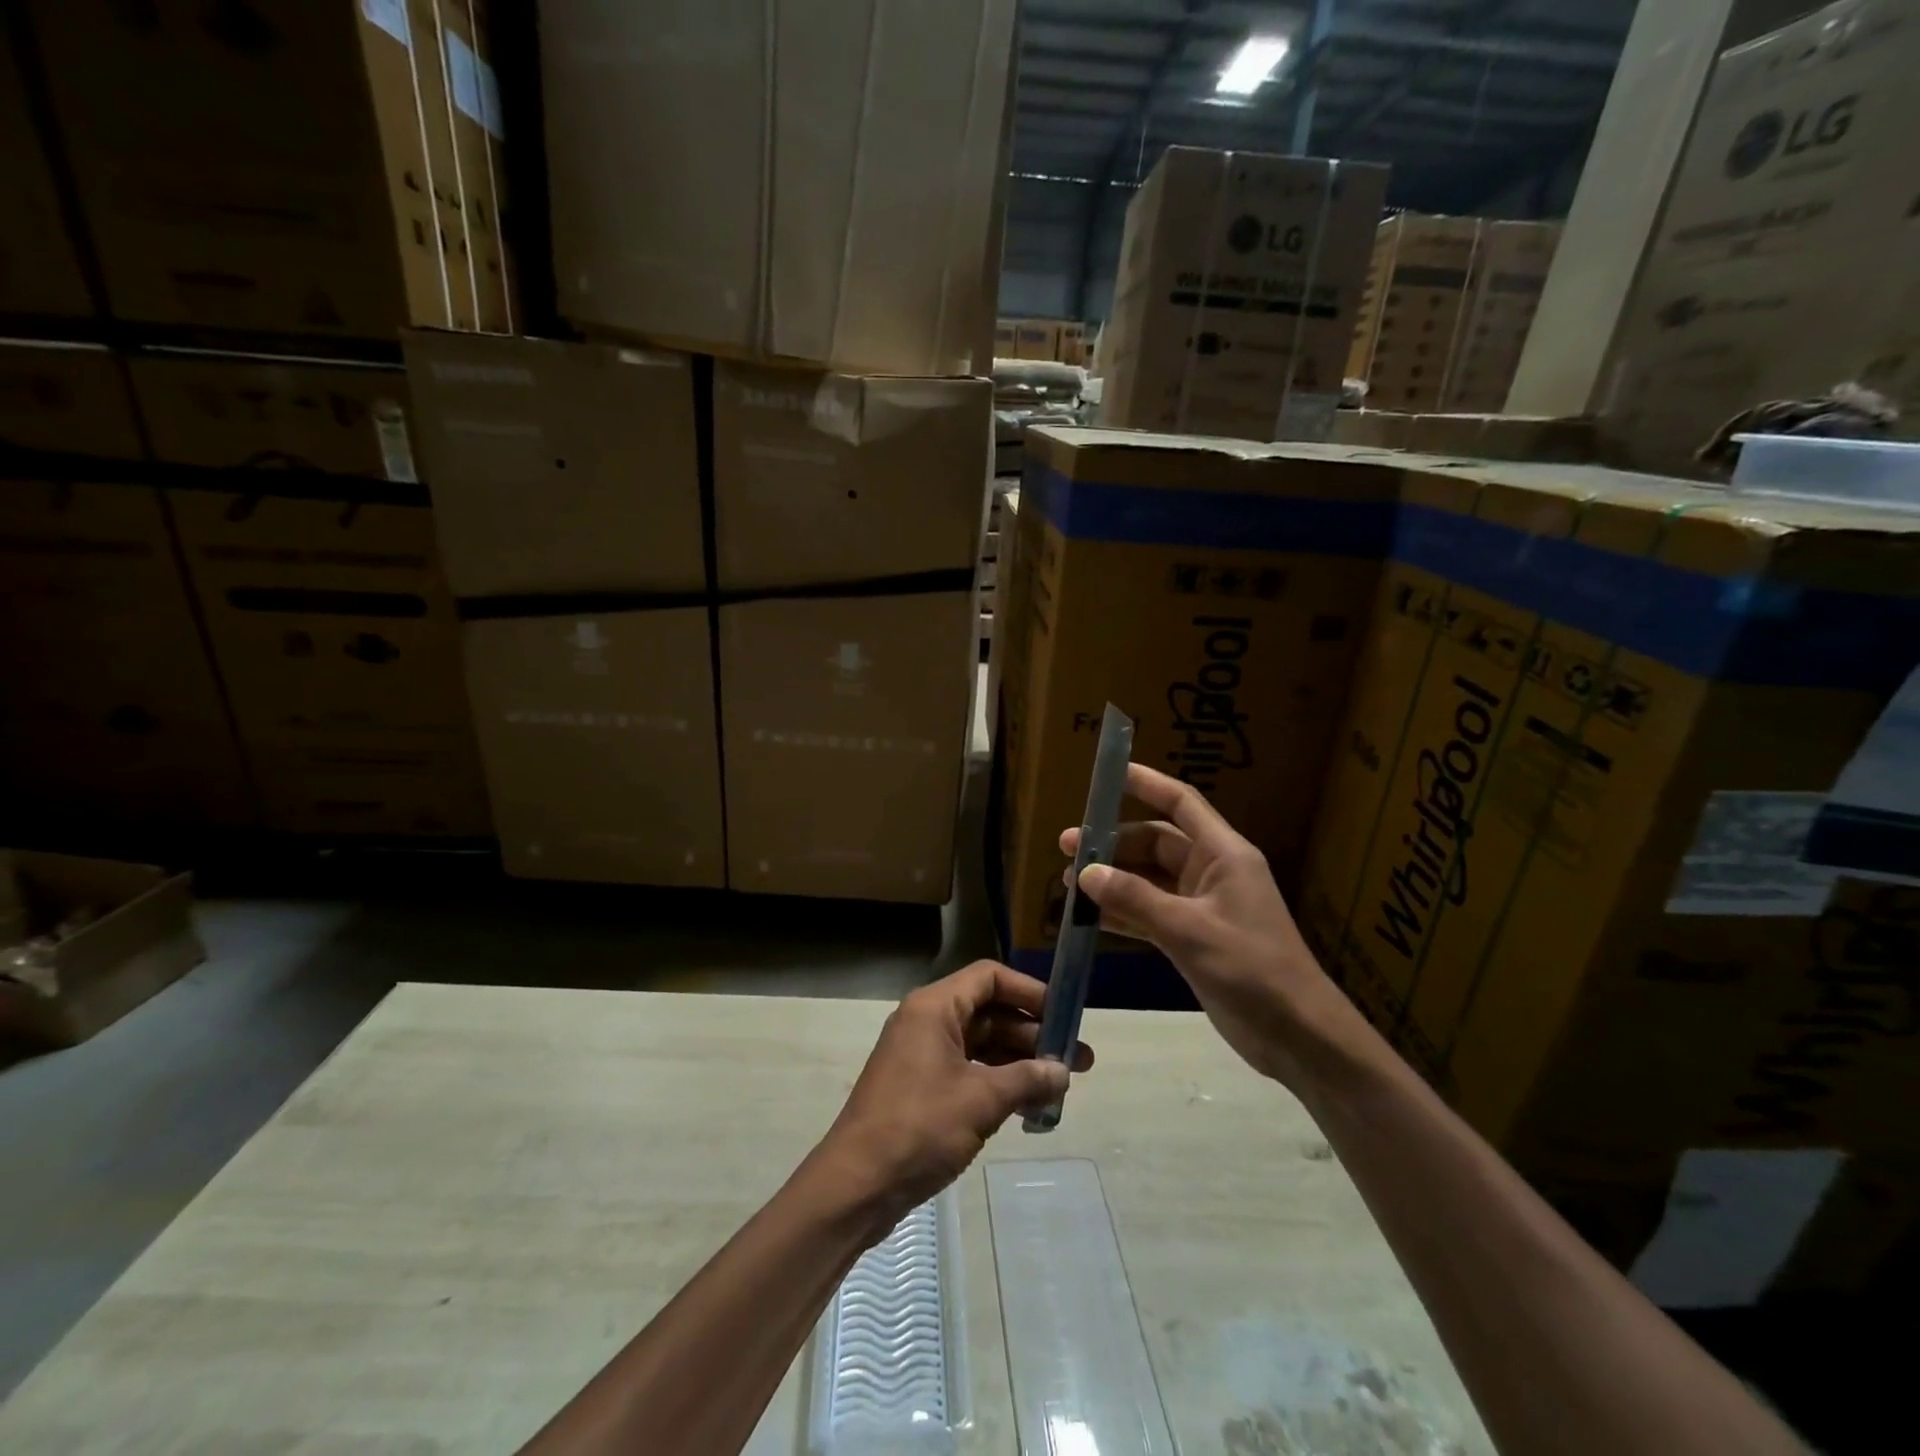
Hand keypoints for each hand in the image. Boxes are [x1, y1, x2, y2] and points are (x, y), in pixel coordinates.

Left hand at [814, 961, 1094, 1225]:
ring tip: (1061, 1087)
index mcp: (934, 1007)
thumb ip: (1026, 1080)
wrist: (856, 1185)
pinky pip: (968, 1071)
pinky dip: (998, 1083)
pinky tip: (1029, 1106)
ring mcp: (922, 1056)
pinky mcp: (921, 1088)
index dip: (1029, 992)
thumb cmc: (918, 1127)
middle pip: (989, 1012)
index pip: (989, 978)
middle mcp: (927, 1022)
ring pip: (981, 1044)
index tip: (1065, 1016)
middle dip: (1032, 1034)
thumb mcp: (980, 1101)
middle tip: (1077, 1061)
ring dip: (1019, 1062)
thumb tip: (1062, 1071)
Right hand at [1063, 763, 1365, 1092]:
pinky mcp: (1194, 936)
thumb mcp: (1189, 931)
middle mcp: (1211, 871)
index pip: (1180, 804)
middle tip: (1067, 849)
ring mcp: (1202, 905)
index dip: (1146, 783)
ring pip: (1148, 879)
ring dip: (1113, 879)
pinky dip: (1123, 912)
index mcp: (1223, 854)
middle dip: (1112, 844)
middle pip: (1155, 843)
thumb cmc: (1252, 970)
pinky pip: (1150, 911)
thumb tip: (1085, 872)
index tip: (1108, 773)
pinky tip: (1091, 917)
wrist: (1297, 1035)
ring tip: (1068, 885)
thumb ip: (1135, 900)